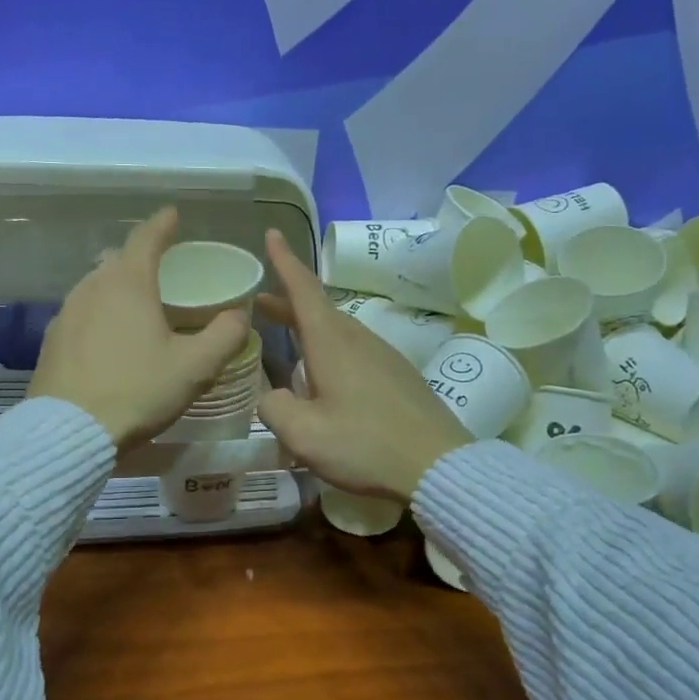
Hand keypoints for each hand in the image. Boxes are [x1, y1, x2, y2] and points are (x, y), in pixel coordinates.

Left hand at [29, 208, 250, 448]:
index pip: (146, 238)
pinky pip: (82, 311)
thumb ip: (225, 335)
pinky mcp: (52, 339)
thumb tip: (239, 314)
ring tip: (138, 303)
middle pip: (119, 259)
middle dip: (141, 257)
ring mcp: (67, 312)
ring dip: (118, 285)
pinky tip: (110, 337)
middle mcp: (93, 287)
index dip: (163, 223)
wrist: (69, 431)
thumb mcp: (195, 367)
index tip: (173, 214)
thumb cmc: (138, 390)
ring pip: (97, 285)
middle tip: (163, 268)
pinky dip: (101, 312)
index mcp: (129, 283)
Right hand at [255, 229, 472, 501]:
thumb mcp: (304, 434)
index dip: (284, 261)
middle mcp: (359, 339)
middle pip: (319, 309)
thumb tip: (269, 395)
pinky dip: (331, 348)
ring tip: (287, 339)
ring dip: (309, 327)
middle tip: (259, 302)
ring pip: (338, 330)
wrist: (438, 466)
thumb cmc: (365, 444)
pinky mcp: (398, 375)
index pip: (303, 288)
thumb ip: (274, 408)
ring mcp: (384, 355)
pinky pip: (355, 350)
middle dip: (288, 302)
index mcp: (333, 342)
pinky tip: (326, 377)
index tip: (272, 233)